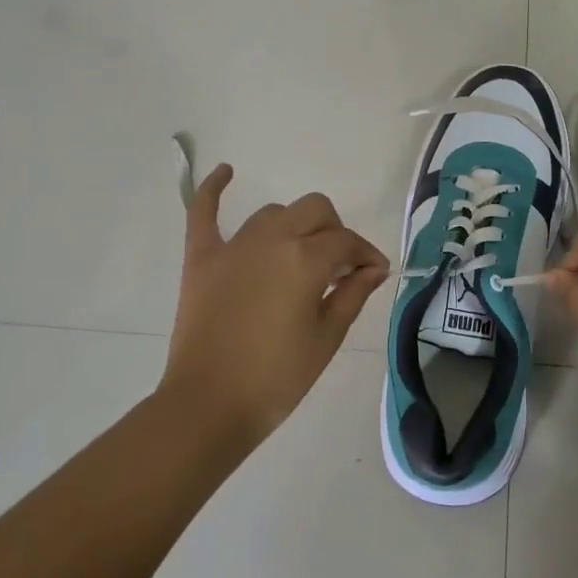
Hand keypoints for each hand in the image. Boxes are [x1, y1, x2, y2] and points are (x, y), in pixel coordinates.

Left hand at [162, 165, 389, 451]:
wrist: (209, 405)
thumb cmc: (277, 378)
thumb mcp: (327, 337)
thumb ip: (353, 294)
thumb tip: (374, 268)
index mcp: (306, 259)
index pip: (347, 242)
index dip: (366, 255)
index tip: (374, 273)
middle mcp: (273, 239)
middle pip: (315, 211)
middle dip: (335, 232)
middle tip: (339, 266)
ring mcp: (234, 246)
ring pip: (275, 213)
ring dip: (295, 226)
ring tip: (299, 255)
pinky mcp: (202, 258)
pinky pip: (204, 213)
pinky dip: (214, 189)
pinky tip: (226, 172)